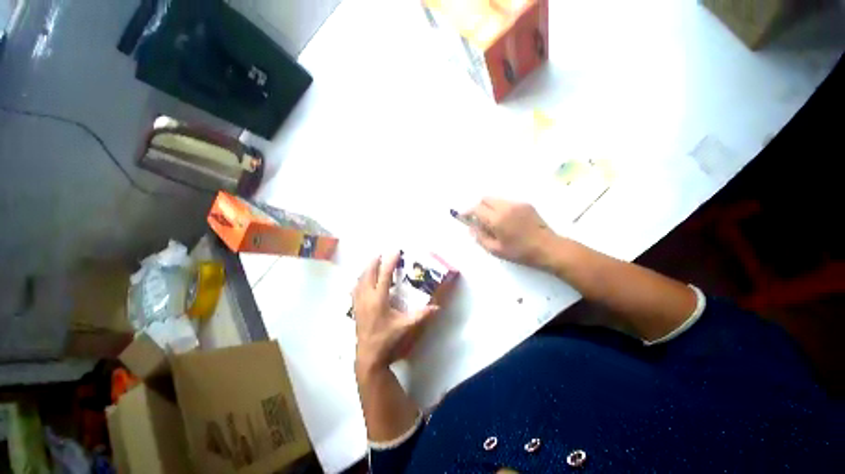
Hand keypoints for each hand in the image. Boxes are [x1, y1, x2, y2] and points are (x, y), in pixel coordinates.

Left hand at [352, 253, 438, 371]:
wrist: (369, 357)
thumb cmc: (388, 340)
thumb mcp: (406, 327)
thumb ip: (421, 315)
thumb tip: (437, 307)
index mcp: (379, 299)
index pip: (384, 275)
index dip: (390, 261)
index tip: (395, 251)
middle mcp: (367, 297)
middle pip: (368, 273)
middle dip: (375, 261)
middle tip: (381, 253)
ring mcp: (359, 303)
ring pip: (360, 280)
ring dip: (366, 269)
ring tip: (372, 262)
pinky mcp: (355, 309)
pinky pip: (355, 289)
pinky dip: (359, 280)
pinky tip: (361, 281)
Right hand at [463, 198, 558, 268]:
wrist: (548, 248)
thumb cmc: (520, 252)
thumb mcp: (496, 250)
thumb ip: (480, 237)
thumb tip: (471, 228)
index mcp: (497, 219)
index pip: (476, 209)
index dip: (467, 212)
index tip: (463, 217)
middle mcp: (505, 207)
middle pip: (485, 199)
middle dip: (478, 207)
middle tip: (479, 220)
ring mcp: (516, 204)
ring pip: (495, 199)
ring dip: (489, 207)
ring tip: (493, 222)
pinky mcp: (525, 204)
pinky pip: (506, 202)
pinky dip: (500, 208)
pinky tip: (506, 221)